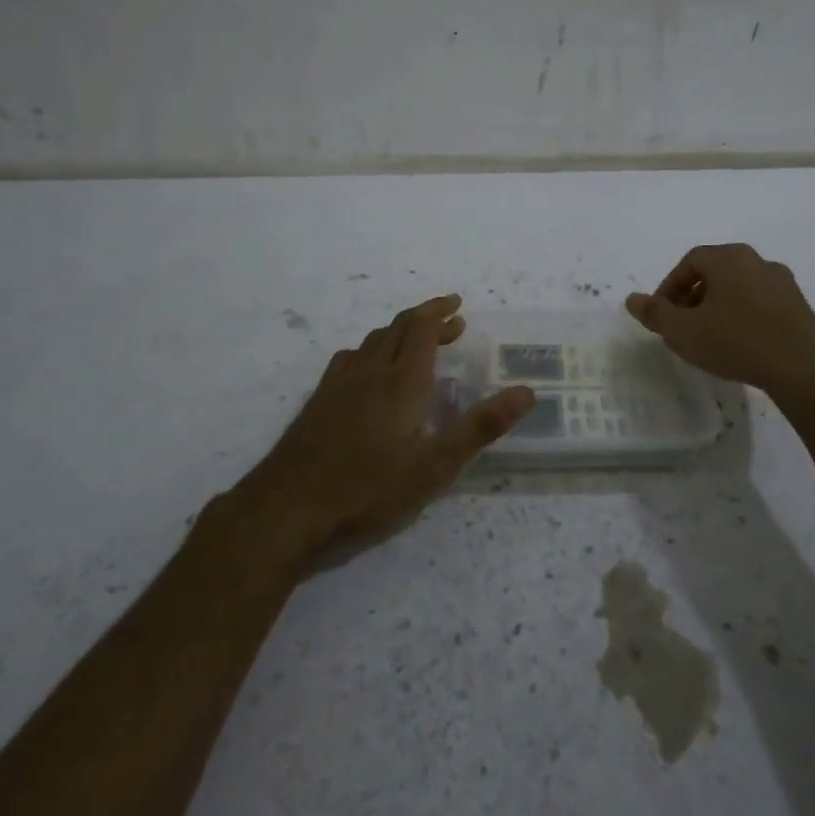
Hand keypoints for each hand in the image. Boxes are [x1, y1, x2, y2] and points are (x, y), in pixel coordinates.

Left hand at [238, 295, 534, 562]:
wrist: (287, 508)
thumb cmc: (369, 488)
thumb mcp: (435, 466)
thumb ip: (481, 426)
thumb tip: (526, 392)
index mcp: (401, 381)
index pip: (421, 329)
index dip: (440, 312)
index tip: (458, 306)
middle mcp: (369, 372)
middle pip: (397, 328)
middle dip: (425, 319)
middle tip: (451, 323)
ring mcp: (338, 385)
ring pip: (371, 341)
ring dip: (398, 333)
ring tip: (416, 343)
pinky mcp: (318, 402)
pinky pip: (349, 359)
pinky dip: (370, 351)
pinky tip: (368, 371)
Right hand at [625, 244, 814, 414]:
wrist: (803, 368)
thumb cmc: (735, 341)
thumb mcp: (683, 331)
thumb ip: (655, 314)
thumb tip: (632, 299)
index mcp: (729, 258)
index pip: (689, 261)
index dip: (669, 287)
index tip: (662, 315)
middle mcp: (757, 261)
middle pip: (715, 273)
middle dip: (692, 297)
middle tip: (681, 326)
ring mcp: (782, 282)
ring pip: (738, 288)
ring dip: (717, 307)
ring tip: (708, 338)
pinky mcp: (799, 306)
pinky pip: (759, 303)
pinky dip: (742, 316)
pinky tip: (739, 344)